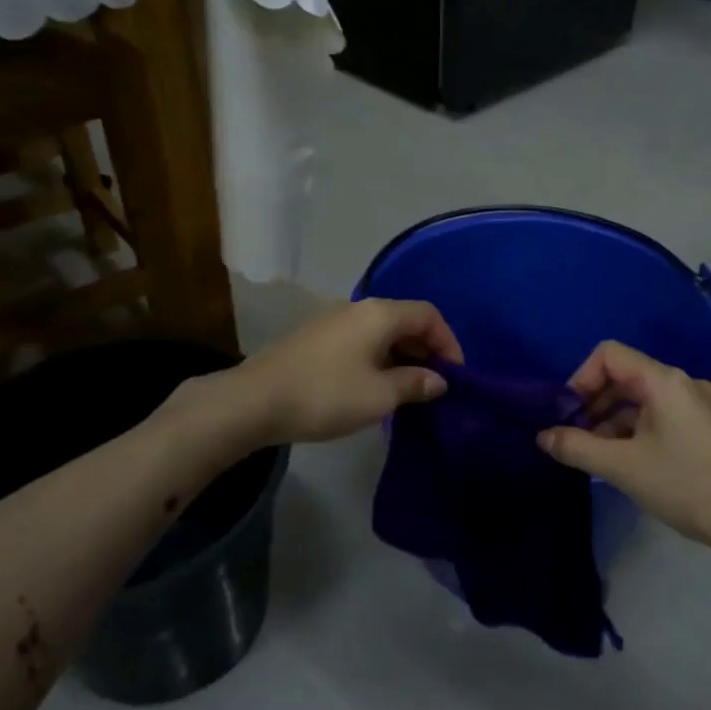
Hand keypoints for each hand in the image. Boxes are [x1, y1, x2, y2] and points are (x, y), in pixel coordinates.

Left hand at [233, 298, 463, 445]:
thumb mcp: (379, 395)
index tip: (456, 376)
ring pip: (382, 332)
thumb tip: (438, 380)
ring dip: (402, 356)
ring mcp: (334, 321)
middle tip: (436, 385)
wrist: (254, 401)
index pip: (428, 315)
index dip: (449, 342)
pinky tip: (376, 387)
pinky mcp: (316, 339)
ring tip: (409, 390)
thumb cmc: (326, 394)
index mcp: (379, 313)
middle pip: (405, 320)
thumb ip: (414, 383)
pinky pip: (361, 341)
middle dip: (427, 350)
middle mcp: (358, 308)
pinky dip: (379, 359)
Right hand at [539, 341, 710, 564]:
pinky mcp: (705, 428)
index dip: (580, 378)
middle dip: (592, 403)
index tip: (567, 415)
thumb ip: (577, 447)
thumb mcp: (623, 468)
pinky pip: (659, 417)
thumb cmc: (687, 486)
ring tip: (595, 457)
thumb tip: (543, 436)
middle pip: (624, 376)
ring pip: (640, 400)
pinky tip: (624, 464)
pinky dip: (634, 432)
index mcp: (663, 381)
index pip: (608, 355)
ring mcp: (697, 405)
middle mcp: (681, 383)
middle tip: (574, 438)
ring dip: (611, 421)